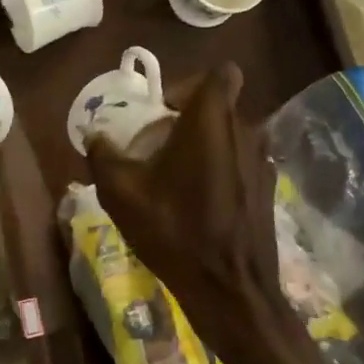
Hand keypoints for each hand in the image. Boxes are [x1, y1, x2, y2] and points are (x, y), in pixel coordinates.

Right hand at [90, 63, 347, 363]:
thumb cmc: (174, 231)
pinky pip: (240, 161)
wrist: (231, 290)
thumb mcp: (122, 193)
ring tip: (176, 177)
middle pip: (219, 105)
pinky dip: (220, 169)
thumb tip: (94, 136)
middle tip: (158, 148)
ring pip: (231, 134)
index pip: (218, 74)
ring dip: (205, 144)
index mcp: (212, 121)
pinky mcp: (269, 188)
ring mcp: (262, 161)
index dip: (188, 85)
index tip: (163, 112)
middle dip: (189, 118)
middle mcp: (245, 131)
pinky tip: (199, 203)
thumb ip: (103, 155)